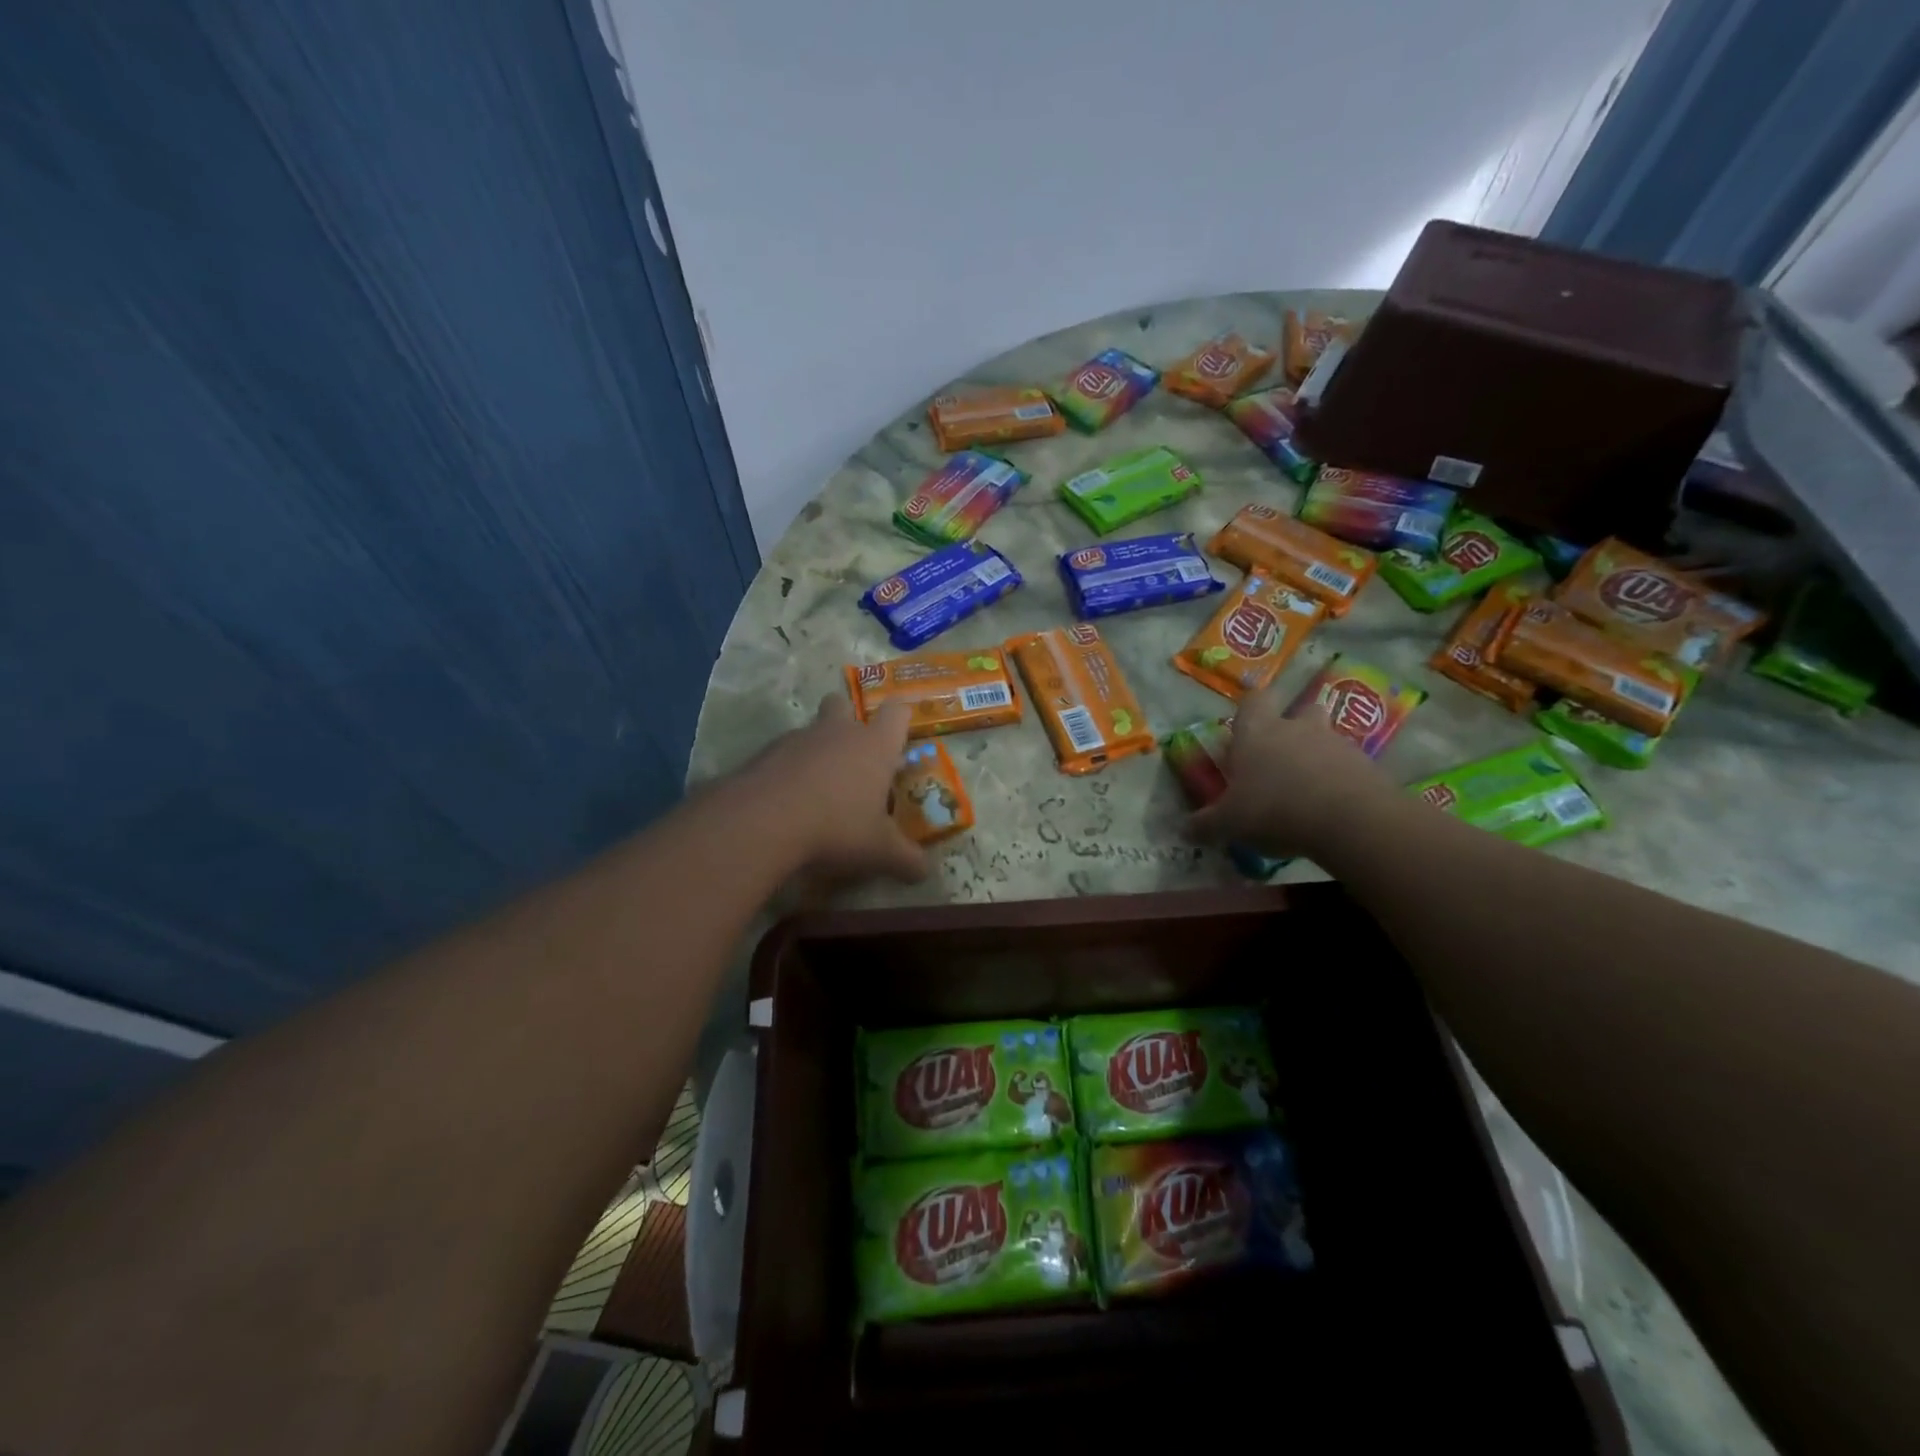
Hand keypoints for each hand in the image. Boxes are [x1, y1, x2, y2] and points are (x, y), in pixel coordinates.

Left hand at [741, 694, 928, 884]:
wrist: (762, 823)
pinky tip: (786, 802)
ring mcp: (797, 739)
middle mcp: (837, 732)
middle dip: (847, 719)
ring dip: (816, 750)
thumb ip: (906, 860)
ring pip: (810, 731)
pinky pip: (782, 754)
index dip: (900, 718)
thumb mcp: (880, 852)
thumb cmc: (836, 828)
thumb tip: (926, 872)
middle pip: (842, 704)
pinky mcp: (763, 754)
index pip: (897, 713)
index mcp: (874, 746)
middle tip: (851, 754)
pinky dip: (787, 770)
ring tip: (817, 790)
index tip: (900, 731)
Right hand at [1187, 688, 1399, 860]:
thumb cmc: (1274, 809)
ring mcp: (1336, 744)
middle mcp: (1296, 728)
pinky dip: (1341, 781)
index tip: (1245, 729)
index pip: (1254, 700)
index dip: (1250, 710)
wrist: (1349, 820)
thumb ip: (1205, 825)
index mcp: (1257, 732)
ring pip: (1326, 739)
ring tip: (1308, 792)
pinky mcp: (1368, 766)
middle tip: (1281, 758)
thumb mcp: (1228, 824)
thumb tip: (1184, 830)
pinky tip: (1333, 810)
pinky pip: (1350, 767)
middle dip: (1293, 728)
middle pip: (1300, 711)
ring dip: (1318, 757)